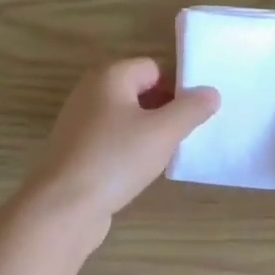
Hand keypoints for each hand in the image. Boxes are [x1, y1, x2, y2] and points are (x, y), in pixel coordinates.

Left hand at [16, 59, 219, 246]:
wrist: (63, 207)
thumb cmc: (115, 159)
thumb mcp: (163, 133)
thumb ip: (191, 109)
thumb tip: (211, 92)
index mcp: (110, 75)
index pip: (154, 67)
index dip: (176, 87)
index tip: (194, 114)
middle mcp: (90, 90)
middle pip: (139, 90)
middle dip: (163, 109)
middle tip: (183, 135)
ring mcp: (79, 120)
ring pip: (125, 116)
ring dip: (146, 131)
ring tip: (164, 154)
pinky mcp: (74, 148)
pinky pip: (110, 138)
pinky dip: (127, 148)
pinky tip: (138, 170)